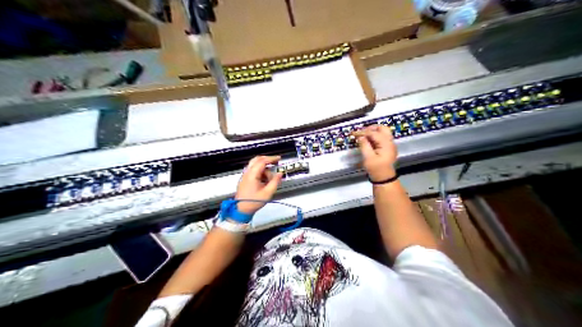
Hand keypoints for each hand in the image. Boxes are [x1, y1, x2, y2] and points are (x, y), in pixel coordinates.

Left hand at [234, 155, 284, 213]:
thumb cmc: (253, 202)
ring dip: (264, 169)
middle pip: (257, 160)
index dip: (271, 158)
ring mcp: (245, 176)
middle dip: (267, 160)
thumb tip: (280, 174)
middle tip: (275, 162)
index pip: (262, 161)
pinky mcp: (245, 179)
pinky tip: (264, 181)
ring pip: (255, 165)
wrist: (241, 209)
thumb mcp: (267, 193)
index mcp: (252, 174)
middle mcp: (247, 173)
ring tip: (270, 179)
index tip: (278, 158)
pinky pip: (253, 171)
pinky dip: (260, 172)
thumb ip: (275, 182)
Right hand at [358, 125, 397, 180]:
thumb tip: (360, 137)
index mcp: (386, 144)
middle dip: (371, 128)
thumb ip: (364, 145)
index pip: (374, 133)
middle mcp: (390, 142)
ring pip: (383, 132)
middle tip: (361, 133)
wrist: (384, 178)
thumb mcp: (368, 158)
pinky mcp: (388, 148)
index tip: (354, 134)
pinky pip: (382, 138)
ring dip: (373, 132)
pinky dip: (375, 137)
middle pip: (382, 128)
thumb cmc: (376, 169)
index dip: (363, 132)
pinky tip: (368, 141)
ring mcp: (390, 144)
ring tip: (363, 137)